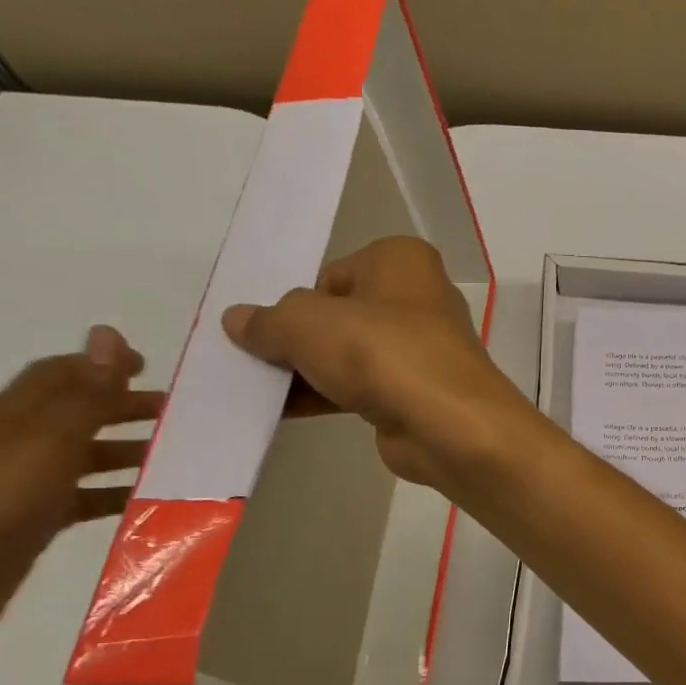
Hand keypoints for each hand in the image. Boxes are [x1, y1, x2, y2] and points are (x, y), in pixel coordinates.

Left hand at [0, 327, 163, 682]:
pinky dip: (114, 495)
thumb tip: (109, 333)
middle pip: (75, 414)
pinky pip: (82, 500)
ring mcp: (20, 487)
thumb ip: (85, 393)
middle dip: (123, 408)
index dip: (103, 366)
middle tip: (175, 414)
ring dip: (125, 452)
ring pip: (82, 458)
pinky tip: (143, 503)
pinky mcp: (29, 525)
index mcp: (11, 417)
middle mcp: (14, 445)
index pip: (60, 375)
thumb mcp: (45, 441)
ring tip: (171, 458)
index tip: (151, 367)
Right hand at [220, 236, 534, 496]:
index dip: (299, 302)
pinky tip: (284, 412)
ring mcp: (422, 349)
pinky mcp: (418, 392)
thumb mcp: (307, 324)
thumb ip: (269, 321)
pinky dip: (327, 396)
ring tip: (257, 390)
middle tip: (255, 360)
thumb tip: (238, 320)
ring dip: (308, 372)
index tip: (274, 328)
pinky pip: (362, 387)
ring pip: (351, 354)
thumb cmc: (380, 351)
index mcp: (402, 260)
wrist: (447, 423)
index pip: (334, 274)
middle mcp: (419, 298)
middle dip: (300, 339)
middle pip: (341, 315)